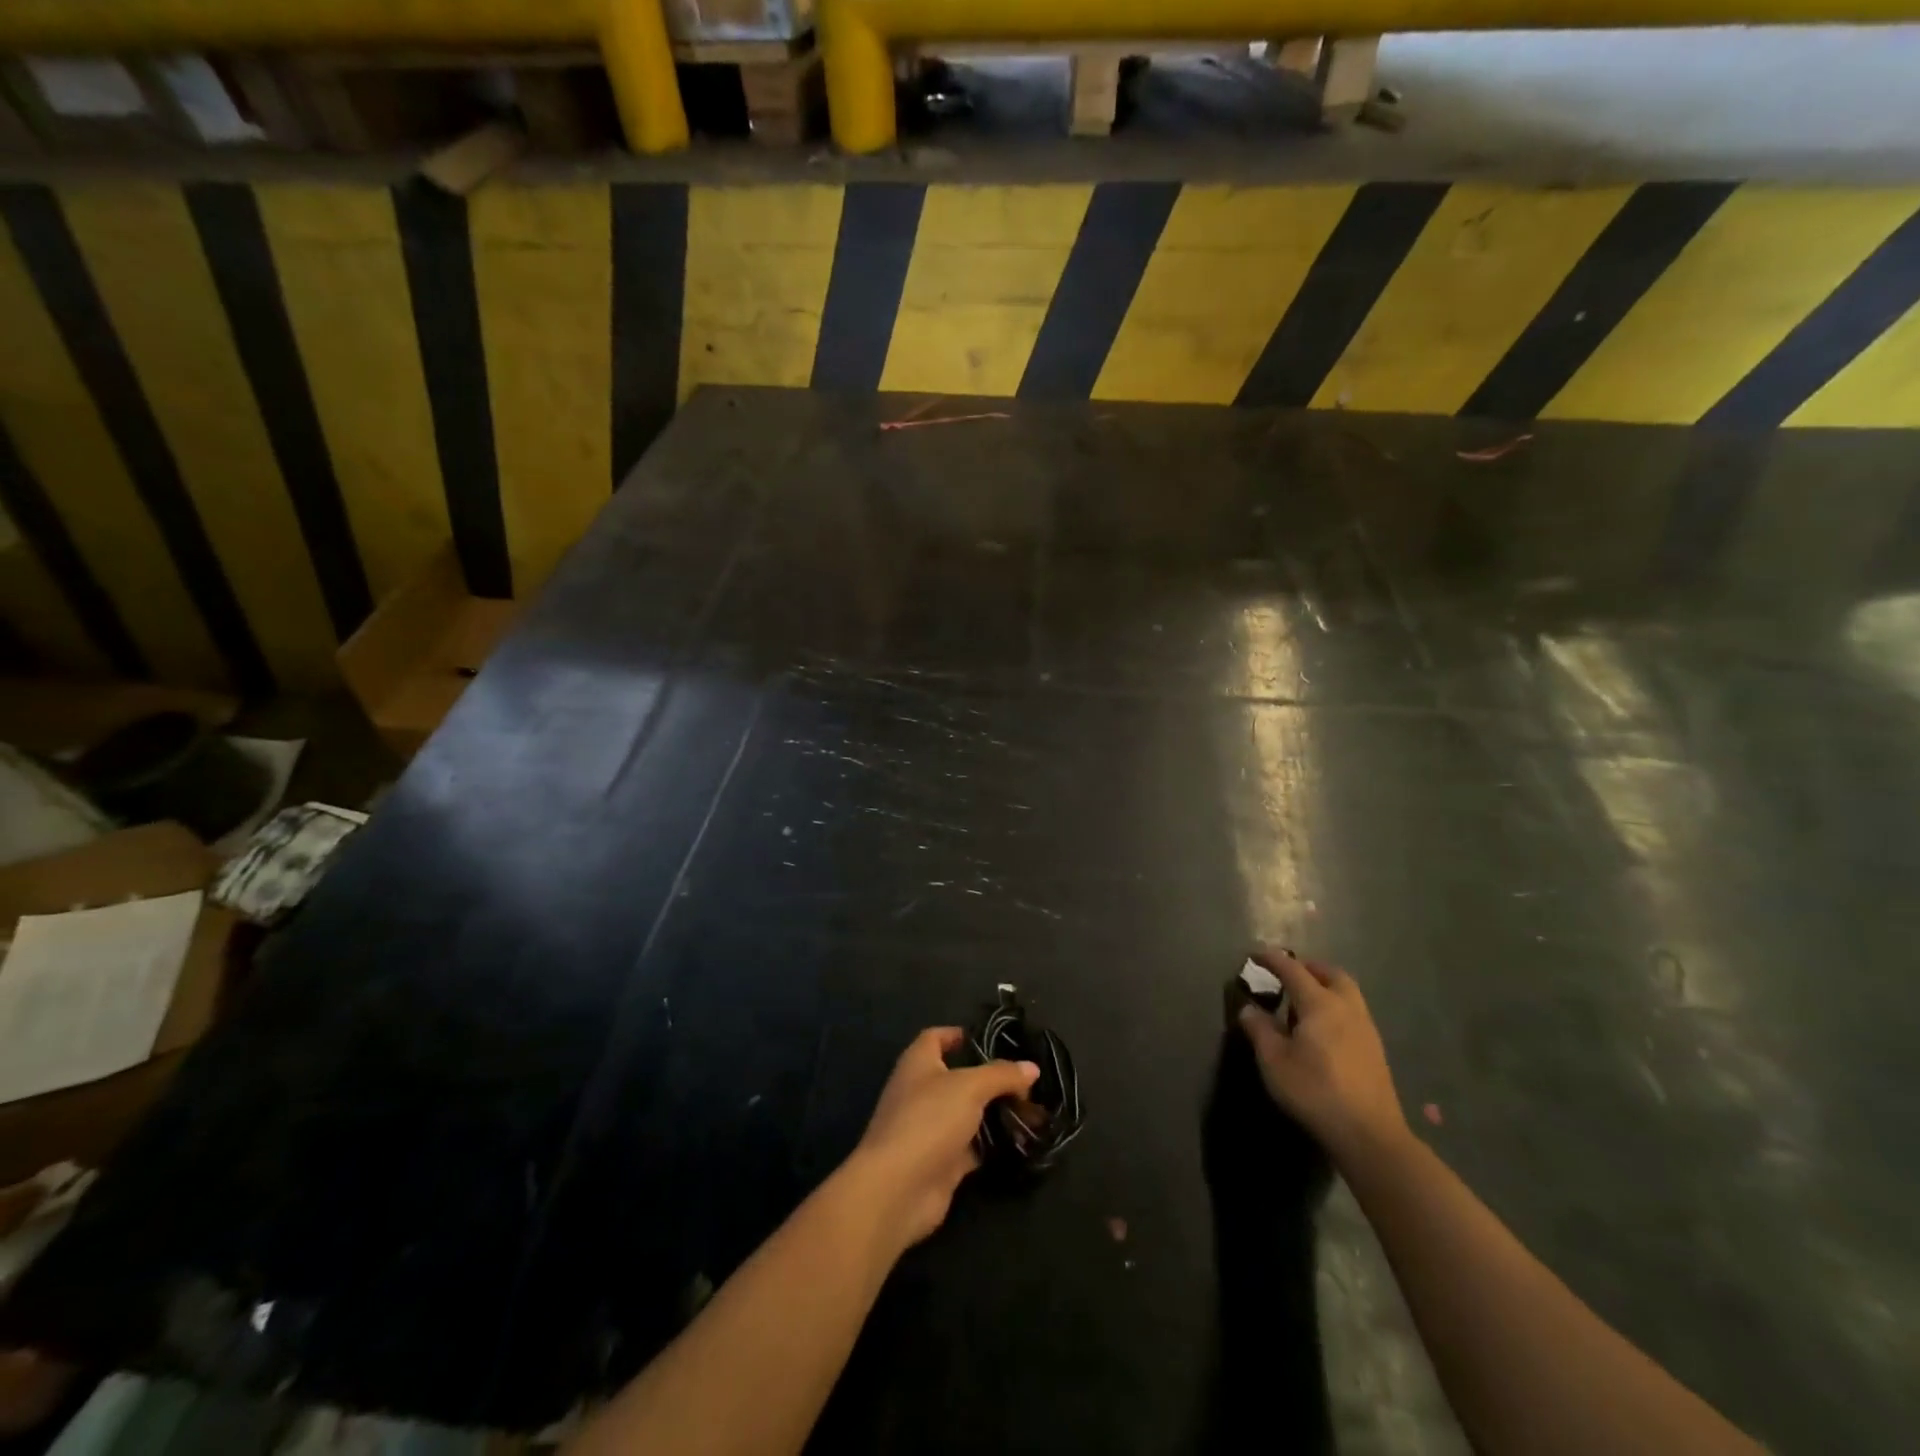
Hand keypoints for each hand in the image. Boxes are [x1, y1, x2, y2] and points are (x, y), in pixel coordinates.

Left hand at [848, 1028, 1038, 1246]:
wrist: (898, 1189)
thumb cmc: (928, 1120)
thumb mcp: (970, 1087)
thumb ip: (1001, 1074)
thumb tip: (1031, 1068)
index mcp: (918, 1063)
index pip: (936, 1037)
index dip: (960, 1035)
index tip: (993, 1040)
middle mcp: (921, 1091)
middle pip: (958, 1077)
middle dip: (990, 1078)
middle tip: (1026, 1081)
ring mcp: (930, 1128)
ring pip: (968, 1113)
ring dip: (994, 1113)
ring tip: (1031, 1110)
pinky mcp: (941, 1162)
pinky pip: (972, 1147)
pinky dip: (992, 1144)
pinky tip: (1020, 1142)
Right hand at [1238, 948, 1407, 1164]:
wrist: (1370, 1135)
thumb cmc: (1315, 1091)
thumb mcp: (1274, 1061)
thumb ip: (1259, 1029)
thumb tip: (1249, 1008)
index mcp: (1320, 1004)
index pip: (1293, 969)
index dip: (1272, 959)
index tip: (1255, 955)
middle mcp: (1347, 1008)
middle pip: (1330, 973)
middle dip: (1308, 968)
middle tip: (1288, 975)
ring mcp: (1366, 1029)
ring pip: (1347, 993)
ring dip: (1325, 987)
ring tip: (1302, 1003)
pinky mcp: (1375, 1050)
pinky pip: (1353, 1012)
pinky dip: (1336, 1007)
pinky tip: (1322, 1030)